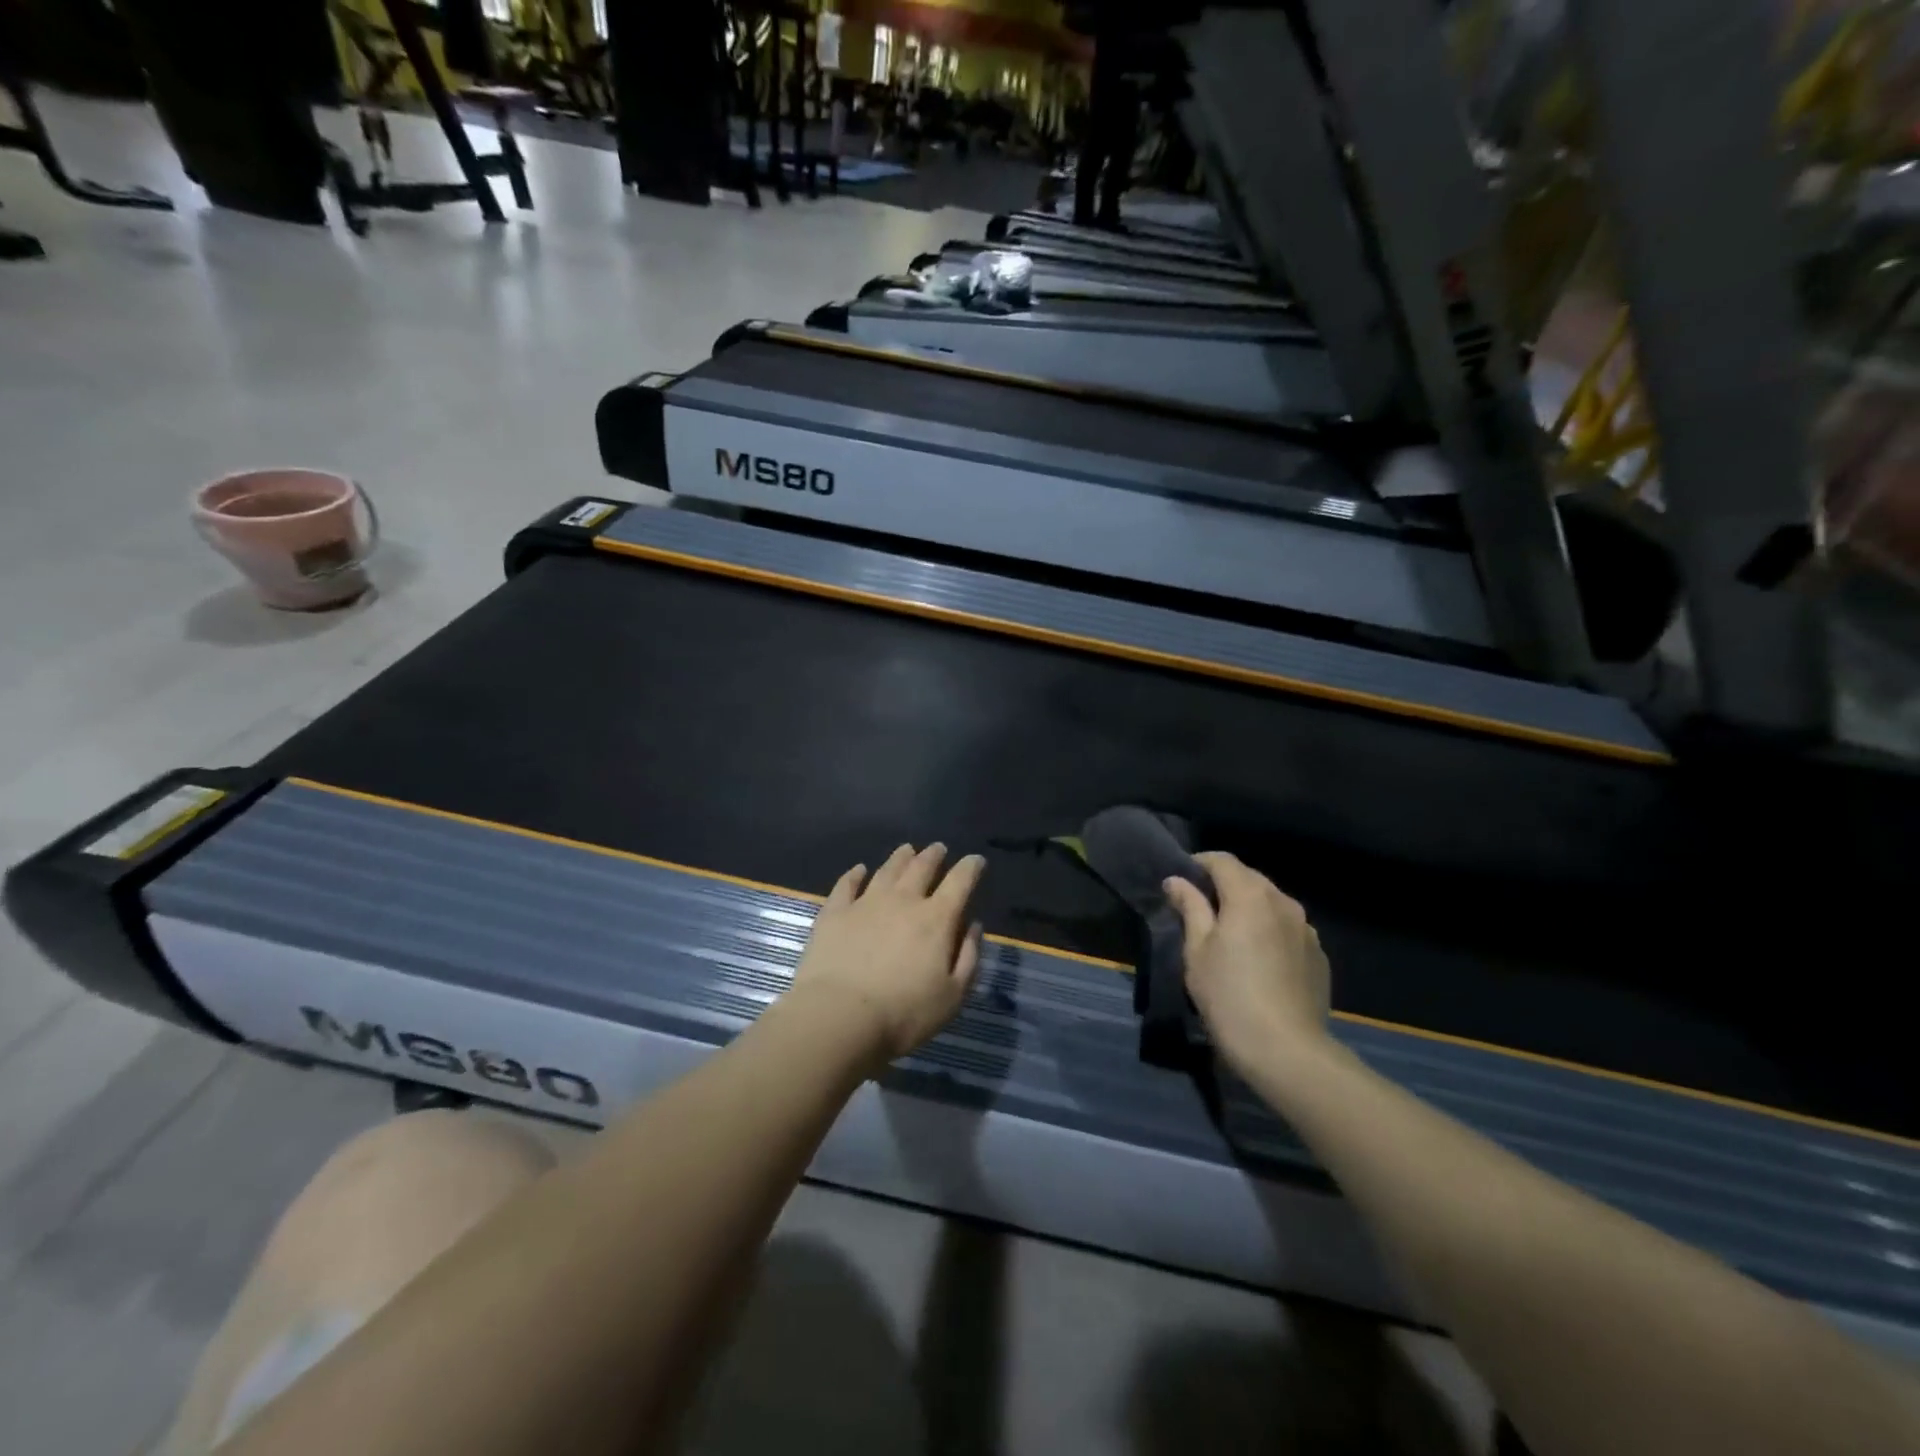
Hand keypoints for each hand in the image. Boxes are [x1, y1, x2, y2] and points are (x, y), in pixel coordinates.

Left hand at [785, 843, 985, 1067]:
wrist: (839, 1017)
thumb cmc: (904, 1014)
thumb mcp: (953, 996)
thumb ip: (969, 957)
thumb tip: (973, 925)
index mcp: (937, 919)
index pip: (960, 882)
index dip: (971, 868)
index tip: (976, 860)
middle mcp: (903, 901)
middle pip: (922, 868)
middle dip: (934, 856)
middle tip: (939, 848)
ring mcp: (866, 903)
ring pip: (887, 870)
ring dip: (901, 857)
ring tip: (907, 849)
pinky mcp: (835, 913)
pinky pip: (847, 884)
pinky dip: (855, 874)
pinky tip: (859, 870)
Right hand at [1163, 852, 1331, 1078]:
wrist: (1287, 1051)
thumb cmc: (1229, 995)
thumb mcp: (1196, 951)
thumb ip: (1190, 908)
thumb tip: (1177, 881)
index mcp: (1250, 895)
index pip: (1222, 860)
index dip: (1198, 864)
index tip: (1181, 882)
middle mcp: (1284, 902)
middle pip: (1249, 879)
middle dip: (1224, 886)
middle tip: (1200, 910)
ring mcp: (1307, 930)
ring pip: (1271, 904)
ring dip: (1249, 909)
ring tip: (1230, 935)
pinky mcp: (1319, 956)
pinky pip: (1288, 930)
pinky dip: (1269, 932)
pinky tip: (1258, 960)